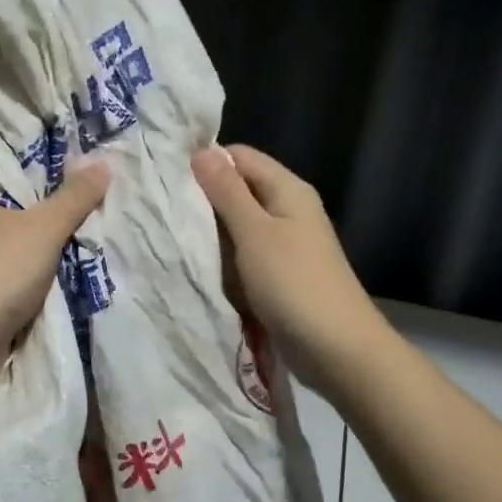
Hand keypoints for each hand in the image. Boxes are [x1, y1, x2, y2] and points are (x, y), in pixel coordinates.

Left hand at [0, 160, 111, 381]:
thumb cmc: (2, 270)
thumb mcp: (45, 226)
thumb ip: (74, 197)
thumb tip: (102, 160)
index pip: (31, 183)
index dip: (63, 178)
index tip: (100, 177)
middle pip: (39, 220)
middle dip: (71, 220)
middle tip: (116, 210)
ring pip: (41, 254)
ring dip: (67, 255)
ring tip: (111, 242)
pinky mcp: (2, 301)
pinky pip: (40, 284)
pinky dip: (59, 283)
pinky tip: (89, 278)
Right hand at [191, 144, 378, 395]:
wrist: (337, 349)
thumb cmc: (294, 283)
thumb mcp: (254, 233)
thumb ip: (227, 192)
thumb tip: (201, 152)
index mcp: (288, 190)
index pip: (240, 157)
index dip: (206, 162)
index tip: (168, 177)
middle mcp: (289, 209)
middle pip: (240, 188)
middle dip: (205, 197)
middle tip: (164, 208)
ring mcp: (286, 242)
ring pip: (239, 222)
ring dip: (212, 229)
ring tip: (173, 233)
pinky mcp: (280, 272)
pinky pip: (245, 251)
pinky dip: (224, 254)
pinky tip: (199, 262)